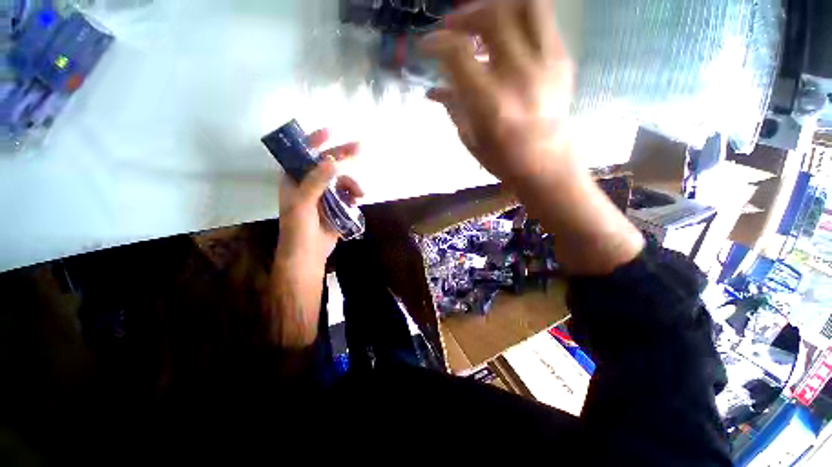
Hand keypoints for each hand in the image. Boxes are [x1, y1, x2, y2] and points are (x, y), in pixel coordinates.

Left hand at [276, 129, 363, 268]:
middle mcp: (310, 184)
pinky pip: (347, 195)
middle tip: (360, 147)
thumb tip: (332, 160)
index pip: (303, 154)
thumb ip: (316, 181)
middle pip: (327, 164)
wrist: (308, 254)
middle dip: (343, 156)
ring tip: (359, 194)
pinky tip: (356, 201)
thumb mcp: (303, 203)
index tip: (331, 131)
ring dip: (352, 184)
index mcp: (295, 180)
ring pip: (341, 181)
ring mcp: (325, 195)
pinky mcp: (336, 206)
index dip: (315, 141)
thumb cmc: (297, 229)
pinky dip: (353, 195)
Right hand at [423, 0, 643, 274]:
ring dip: (498, 5)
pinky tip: (507, 32)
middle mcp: (518, 76)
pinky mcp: (561, 60)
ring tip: (483, 18)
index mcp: (490, 103)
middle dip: (465, 14)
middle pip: (492, 17)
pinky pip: (543, 20)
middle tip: (453, 26)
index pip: (458, 54)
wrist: (547, 164)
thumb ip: (452, 107)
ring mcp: (546, 64)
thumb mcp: (471, 139)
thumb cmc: (503, 159)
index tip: (426, 44)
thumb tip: (432, 90)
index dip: (437, 42)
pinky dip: (519, 16)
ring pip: (527, 4)